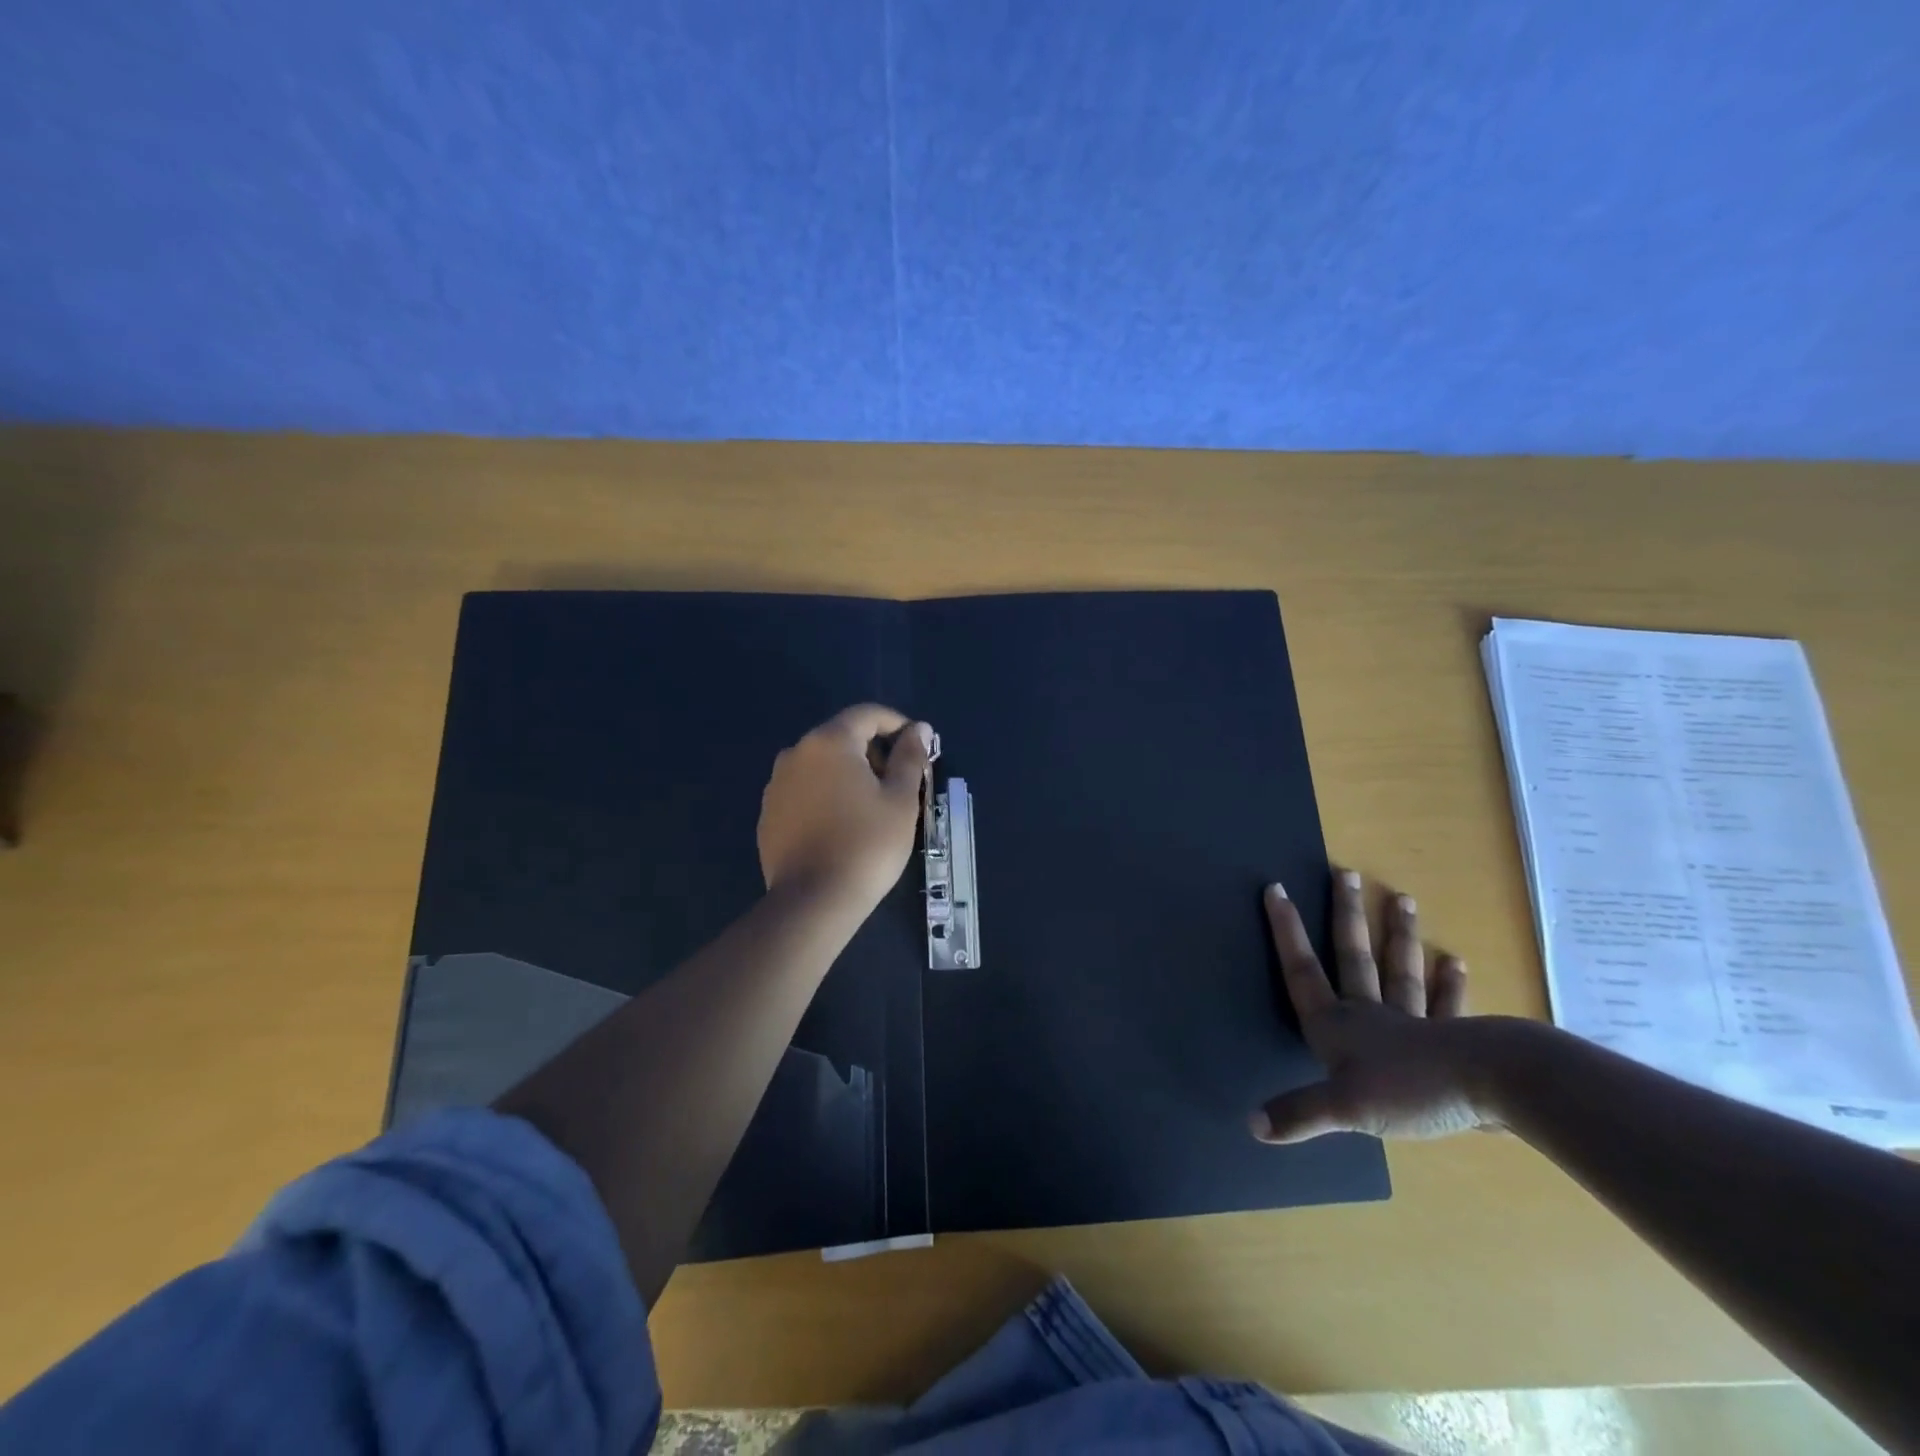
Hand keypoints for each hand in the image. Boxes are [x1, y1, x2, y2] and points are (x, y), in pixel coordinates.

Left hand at [758, 705, 933, 911]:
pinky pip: (804, 790)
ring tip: (873, 806)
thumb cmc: (867, 845)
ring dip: (850, 774)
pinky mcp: (768, 814)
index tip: (918, 746)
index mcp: (829, 742)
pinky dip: (827, 795)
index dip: (897, 724)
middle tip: (900, 782)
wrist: (813, 901)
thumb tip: (919, 729)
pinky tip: (842, 825)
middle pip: (842, 737)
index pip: (867, 715)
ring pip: (821, 765)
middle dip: (874, 752)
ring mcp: (776, 784)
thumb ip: (910, 756)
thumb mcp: (900, 799)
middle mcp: (796, 753)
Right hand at [1252, 869, 1491, 1142]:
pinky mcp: (1454, 1039)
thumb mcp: (1343, 1108)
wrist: (1492, 1088)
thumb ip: (1298, 1114)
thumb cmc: (1410, 1090)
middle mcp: (1371, 1014)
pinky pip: (1448, 1006)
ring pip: (1401, 971)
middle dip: (1346, 916)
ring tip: (1403, 899)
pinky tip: (1456, 962)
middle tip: (1346, 873)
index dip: (1286, 931)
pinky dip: (1451, 985)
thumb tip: (1251, 1123)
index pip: (1302, 971)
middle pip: (1354, 957)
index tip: (1277, 889)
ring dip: (1399, 937)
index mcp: (1338, 1026)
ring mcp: (1415, 1023)